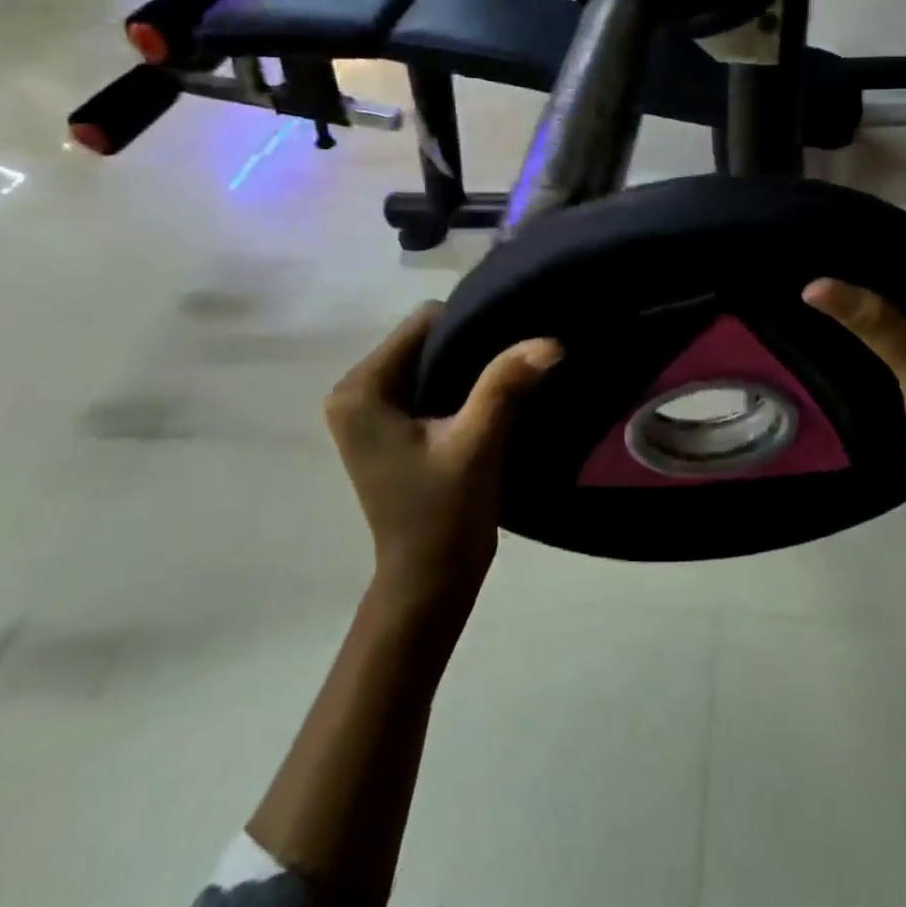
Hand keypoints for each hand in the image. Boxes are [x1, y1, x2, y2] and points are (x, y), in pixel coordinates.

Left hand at [325, 304, 562, 619]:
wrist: (430, 583)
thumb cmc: (443, 516)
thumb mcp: (476, 444)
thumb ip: (505, 385)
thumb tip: (550, 340)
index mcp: (360, 390)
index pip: (424, 323)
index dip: (472, 327)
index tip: (512, 345)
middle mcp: (355, 392)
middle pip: (426, 339)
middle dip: (472, 346)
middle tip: (516, 363)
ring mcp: (371, 412)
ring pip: (432, 360)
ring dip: (470, 368)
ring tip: (509, 380)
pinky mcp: (390, 428)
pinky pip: (430, 383)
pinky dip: (462, 387)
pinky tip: (493, 399)